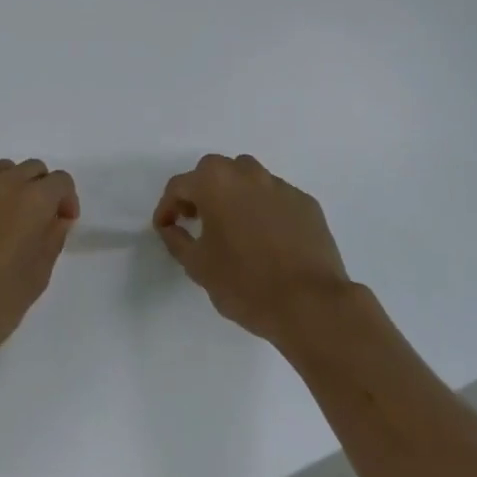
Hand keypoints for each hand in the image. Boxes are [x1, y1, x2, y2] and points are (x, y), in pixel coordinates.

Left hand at [0, 160, 79, 361]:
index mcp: (32, 200)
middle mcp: (4, 182)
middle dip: (41, 190)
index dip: (66, 200)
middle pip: (33, 169)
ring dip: (12, 187)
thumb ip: (53, 238)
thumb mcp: (38, 276)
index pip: (60, 181)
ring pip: (3, 170)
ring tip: (5, 220)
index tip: (62, 223)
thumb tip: (57, 218)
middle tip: (36, 223)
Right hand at [154, 154, 351, 345]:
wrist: (311, 304)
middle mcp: (247, 173)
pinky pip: (276, 198)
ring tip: (234, 227)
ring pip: (248, 179)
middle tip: (197, 221)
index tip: (165, 228)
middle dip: (201, 192)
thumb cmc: (245, 284)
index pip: (180, 185)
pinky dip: (265, 210)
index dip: (167, 207)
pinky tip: (268, 239)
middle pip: (215, 172)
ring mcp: (280, 186)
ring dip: (234, 195)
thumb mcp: (198, 267)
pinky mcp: (306, 203)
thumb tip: (171, 227)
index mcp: (215, 182)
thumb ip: (177, 240)